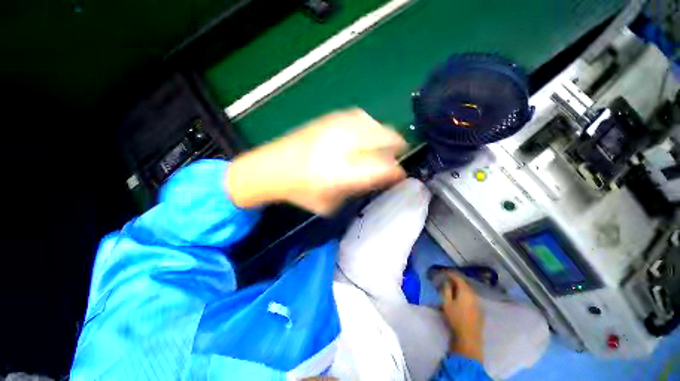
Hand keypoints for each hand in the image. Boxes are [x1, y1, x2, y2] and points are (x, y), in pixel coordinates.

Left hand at [227, 109, 406, 214]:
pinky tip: (367, 132)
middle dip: (397, 147)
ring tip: (385, 144)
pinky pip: (359, 116)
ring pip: (374, 124)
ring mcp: (334, 129)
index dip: (396, 171)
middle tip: (399, 155)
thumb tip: (378, 178)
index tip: (402, 174)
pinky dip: (369, 125)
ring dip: (385, 134)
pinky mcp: (327, 119)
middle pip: (383, 139)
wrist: (271, 167)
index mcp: (341, 173)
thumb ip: (356, 190)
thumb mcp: (330, 204)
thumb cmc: (300, 192)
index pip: (382, 169)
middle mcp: (341, 147)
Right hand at [440, 272, 483, 362]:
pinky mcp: (479, 310)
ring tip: (453, 288)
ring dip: (461, 287)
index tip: (444, 272)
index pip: (458, 278)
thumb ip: (446, 290)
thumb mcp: (446, 303)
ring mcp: (478, 303)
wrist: (469, 337)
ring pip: (469, 290)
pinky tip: (461, 298)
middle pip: (465, 283)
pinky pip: (471, 297)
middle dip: (456, 280)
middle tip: (447, 279)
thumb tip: (447, 282)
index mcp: (465, 291)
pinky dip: (465, 294)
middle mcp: (474, 295)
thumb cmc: (456, 318)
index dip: (450, 273)